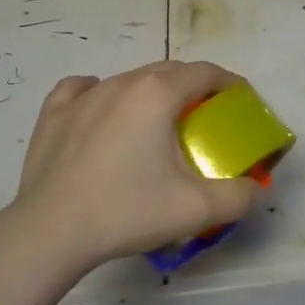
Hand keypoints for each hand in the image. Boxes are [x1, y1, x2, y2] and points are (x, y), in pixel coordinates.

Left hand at [4, 61, 258, 271]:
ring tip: (156, 126)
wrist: (51, 232)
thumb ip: (238, 196)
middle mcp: (123, 82)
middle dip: (193, 88)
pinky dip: (100, 95)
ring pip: (129, 80)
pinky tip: (102, 113)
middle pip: (169, 72)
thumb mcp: (196, 209)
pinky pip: (84, 89)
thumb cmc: (126, 210)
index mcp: (159, 93)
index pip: (205, 73)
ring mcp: (84, 95)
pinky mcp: (54, 113)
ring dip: (151, 94)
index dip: (229, 83)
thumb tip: (254, 189)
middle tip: (204, 120)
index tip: (240, 101)